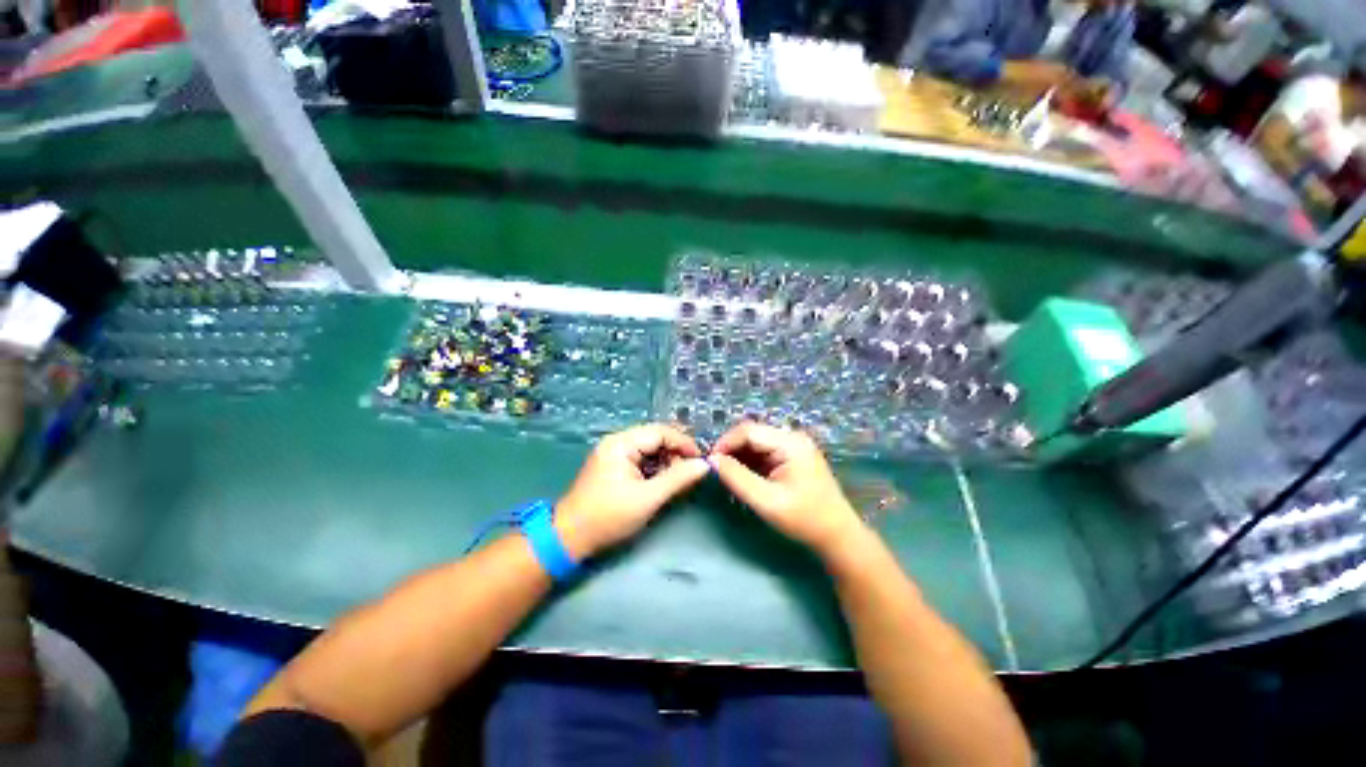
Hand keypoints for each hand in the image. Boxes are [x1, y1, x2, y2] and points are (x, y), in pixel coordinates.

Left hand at [555, 424, 710, 559]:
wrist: (569, 538)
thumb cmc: (609, 516)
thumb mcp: (648, 498)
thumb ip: (677, 479)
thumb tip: (704, 465)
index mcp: (622, 443)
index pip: (661, 432)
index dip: (684, 443)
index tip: (701, 461)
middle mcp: (617, 441)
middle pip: (656, 438)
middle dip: (676, 453)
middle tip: (690, 473)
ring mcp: (614, 453)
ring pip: (650, 448)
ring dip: (667, 461)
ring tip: (677, 480)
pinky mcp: (614, 465)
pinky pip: (641, 459)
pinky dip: (655, 468)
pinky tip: (662, 482)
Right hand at [709, 422, 867, 558]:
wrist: (837, 536)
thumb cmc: (804, 519)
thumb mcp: (766, 501)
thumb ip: (737, 478)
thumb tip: (712, 460)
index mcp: (790, 443)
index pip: (748, 431)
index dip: (725, 443)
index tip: (709, 462)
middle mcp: (792, 437)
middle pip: (752, 434)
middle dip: (731, 450)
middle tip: (716, 471)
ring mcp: (793, 446)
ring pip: (756, 443)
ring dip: (739, 457)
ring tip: (727, 476)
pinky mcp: (792, 456)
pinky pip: (764, 452)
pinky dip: (750, 463)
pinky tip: (743, 477)